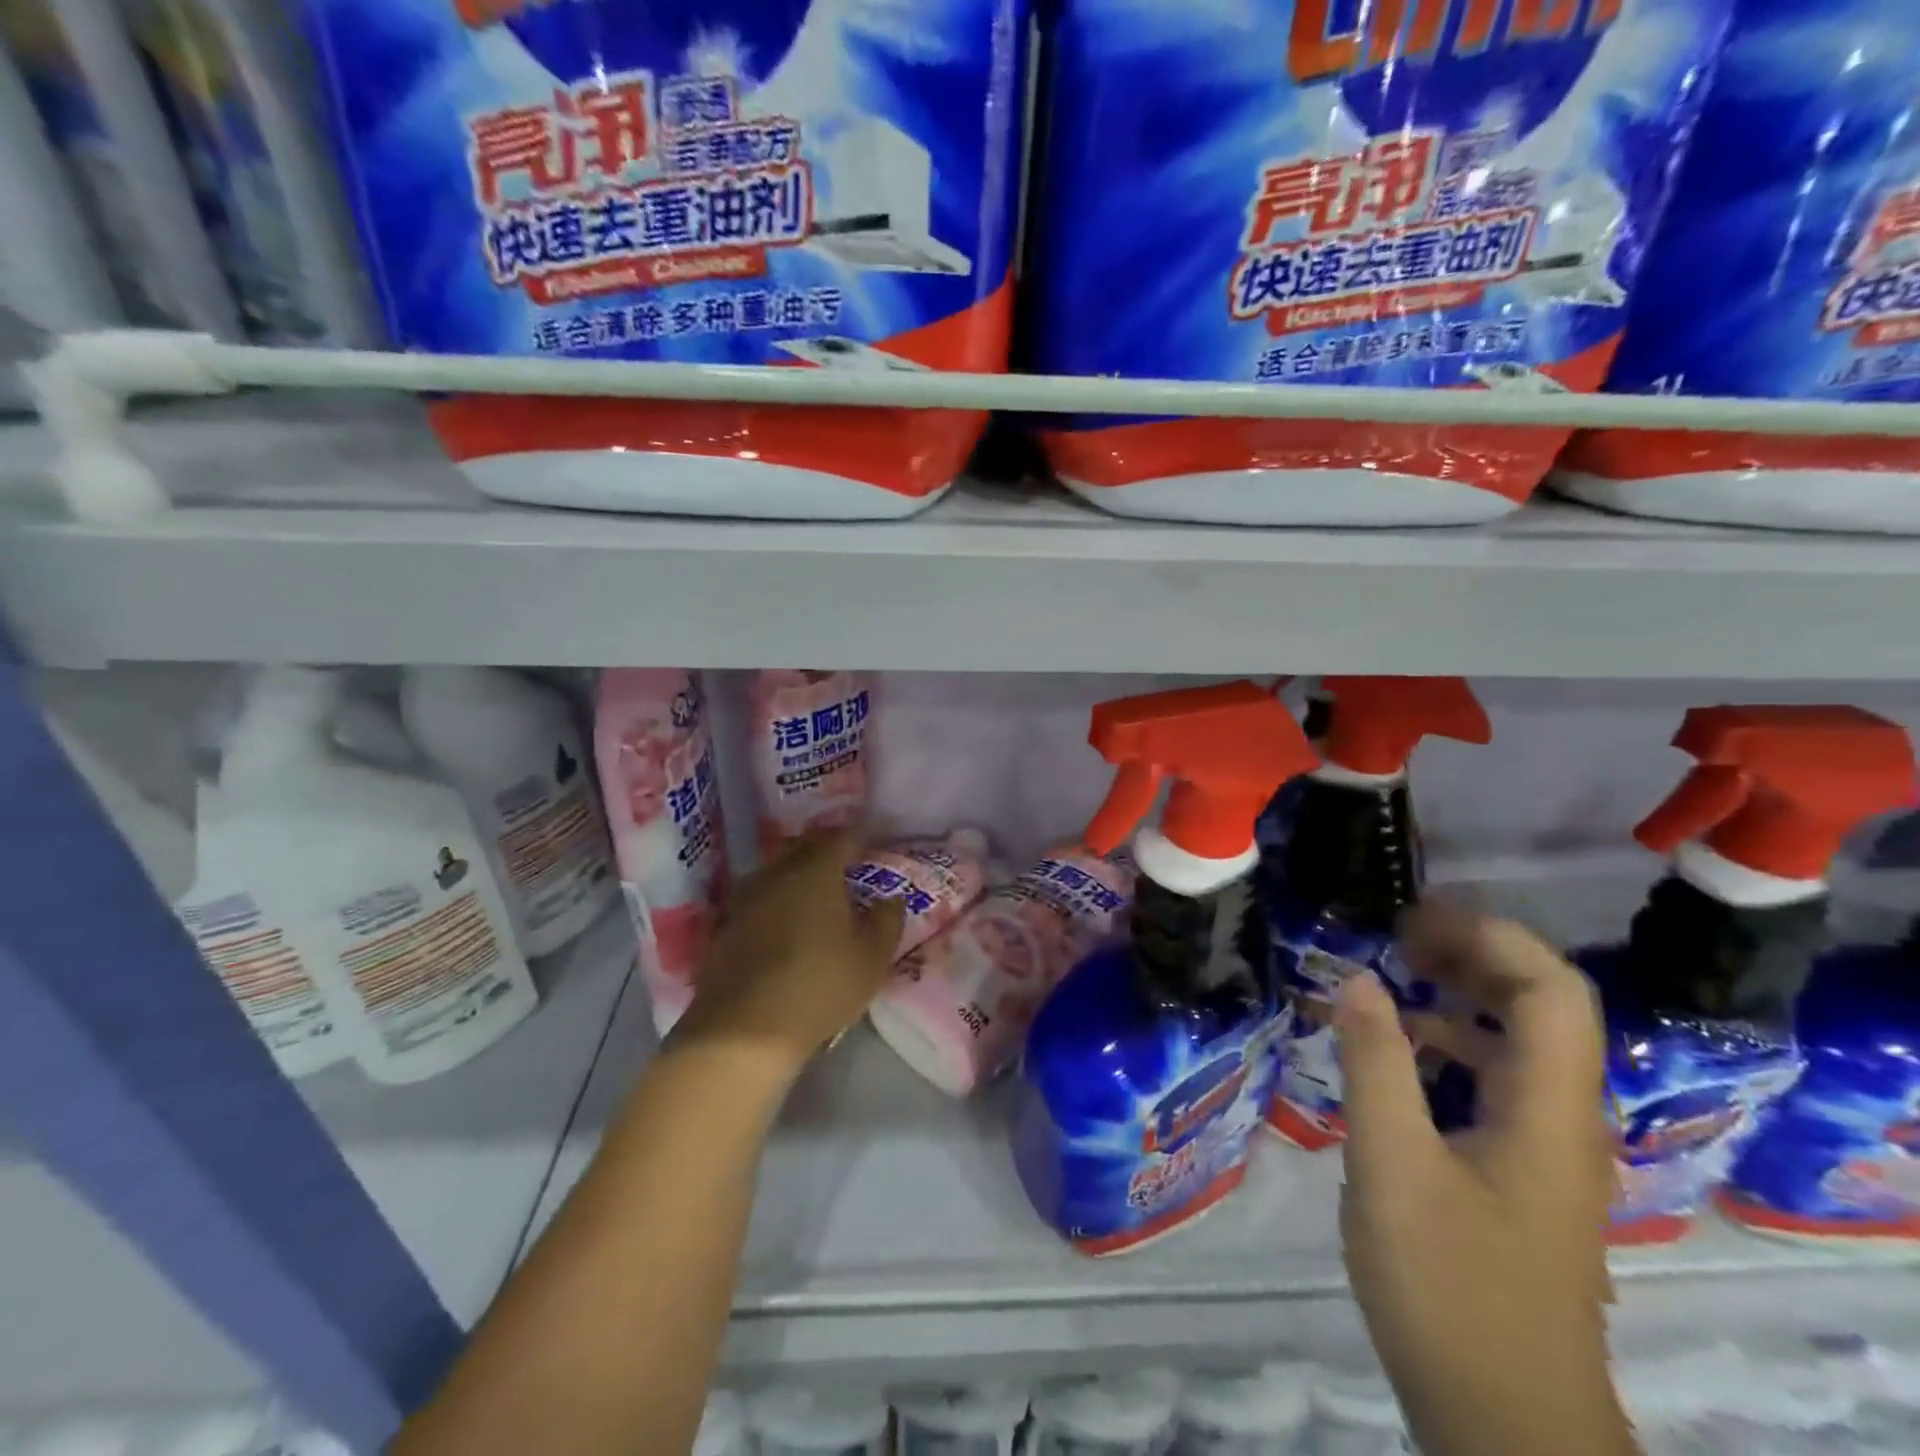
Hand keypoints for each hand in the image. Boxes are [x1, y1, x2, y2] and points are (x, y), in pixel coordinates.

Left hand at [674, 829, 904, 1072]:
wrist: (742, 1031)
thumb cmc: (819, 986)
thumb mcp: (871, 958)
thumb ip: (887, 920)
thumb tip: (891, 897)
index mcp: (816, 870)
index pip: (843, 837)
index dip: (862, 837)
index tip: (877, 843)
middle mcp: (778, 873)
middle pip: (807, 849)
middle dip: (830, 853)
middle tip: (852, 867)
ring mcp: (747, 898)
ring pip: (781, 873)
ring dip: (802, 878)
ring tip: (822, 896)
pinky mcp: (727, 926)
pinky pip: (763, 900)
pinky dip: (781, 903)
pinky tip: (791, 924)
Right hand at [1335, 903, 1633, 1455]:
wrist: (1504, 1420)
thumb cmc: (1448, 1285)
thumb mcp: (1392, 1166)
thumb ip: (1375, 1065)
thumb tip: (1356, 978)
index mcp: (1549, 1109)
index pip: (1551, 989)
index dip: (1490, 936)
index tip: (1412, 918)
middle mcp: (1563, 1118)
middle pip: (1543, 1006)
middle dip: (1474, 954)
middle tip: (1396, 935)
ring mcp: (1546, 1149)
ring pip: (1518, 1044)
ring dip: (1460, 996)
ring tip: (1390, 977)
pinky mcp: (1521, 1174)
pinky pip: (1495, 1081)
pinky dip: (1449, 1045)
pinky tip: (1395, 1053)